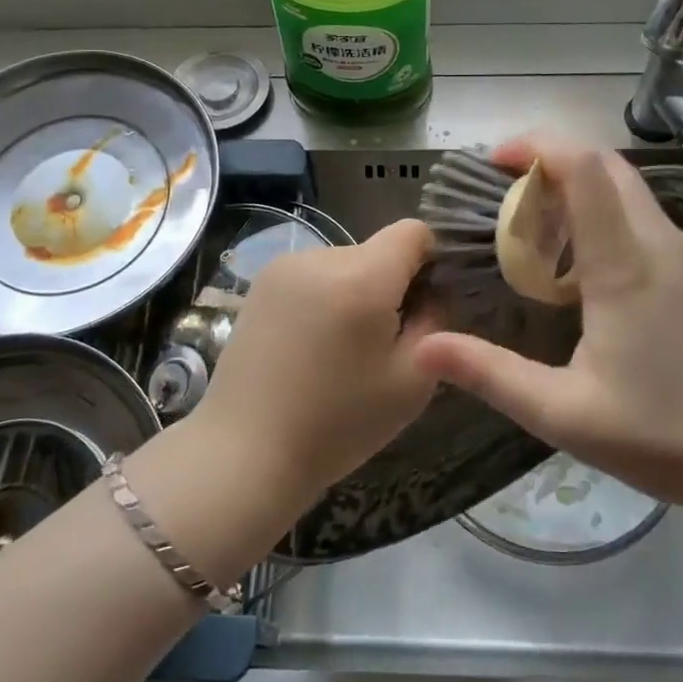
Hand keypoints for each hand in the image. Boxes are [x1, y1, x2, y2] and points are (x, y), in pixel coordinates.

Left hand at [188, 219, 439, 511]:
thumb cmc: (338, 423)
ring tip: (341, 348)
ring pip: (344, 263)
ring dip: (355, 291)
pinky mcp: (260, 282)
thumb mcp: (412, 380)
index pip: (413, 231)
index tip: (425, 303)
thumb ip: (435, 320)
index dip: (431, 260)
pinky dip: (324, 298)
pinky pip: (312, 275)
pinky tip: (310, 345)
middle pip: (377, 250)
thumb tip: (434, 289)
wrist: (247, 450)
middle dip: (390, 284)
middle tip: (383, 341)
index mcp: (362, 276)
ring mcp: (284, 266)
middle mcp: (321, 256)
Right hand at [411, 139, 682, 515]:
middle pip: (611, 171)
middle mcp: (671, 244)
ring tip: (565, 265)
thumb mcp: (565, 414)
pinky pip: (670, 238)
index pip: (584, 168)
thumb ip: (491, 374)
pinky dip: (633, 241)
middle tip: (519, 204)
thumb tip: (422, 346)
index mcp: (627, 266)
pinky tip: (628, 299)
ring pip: (640, 207)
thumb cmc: (670, 438)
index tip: (499, 158)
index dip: (539, 145)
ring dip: (594, 212)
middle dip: (558, 167)